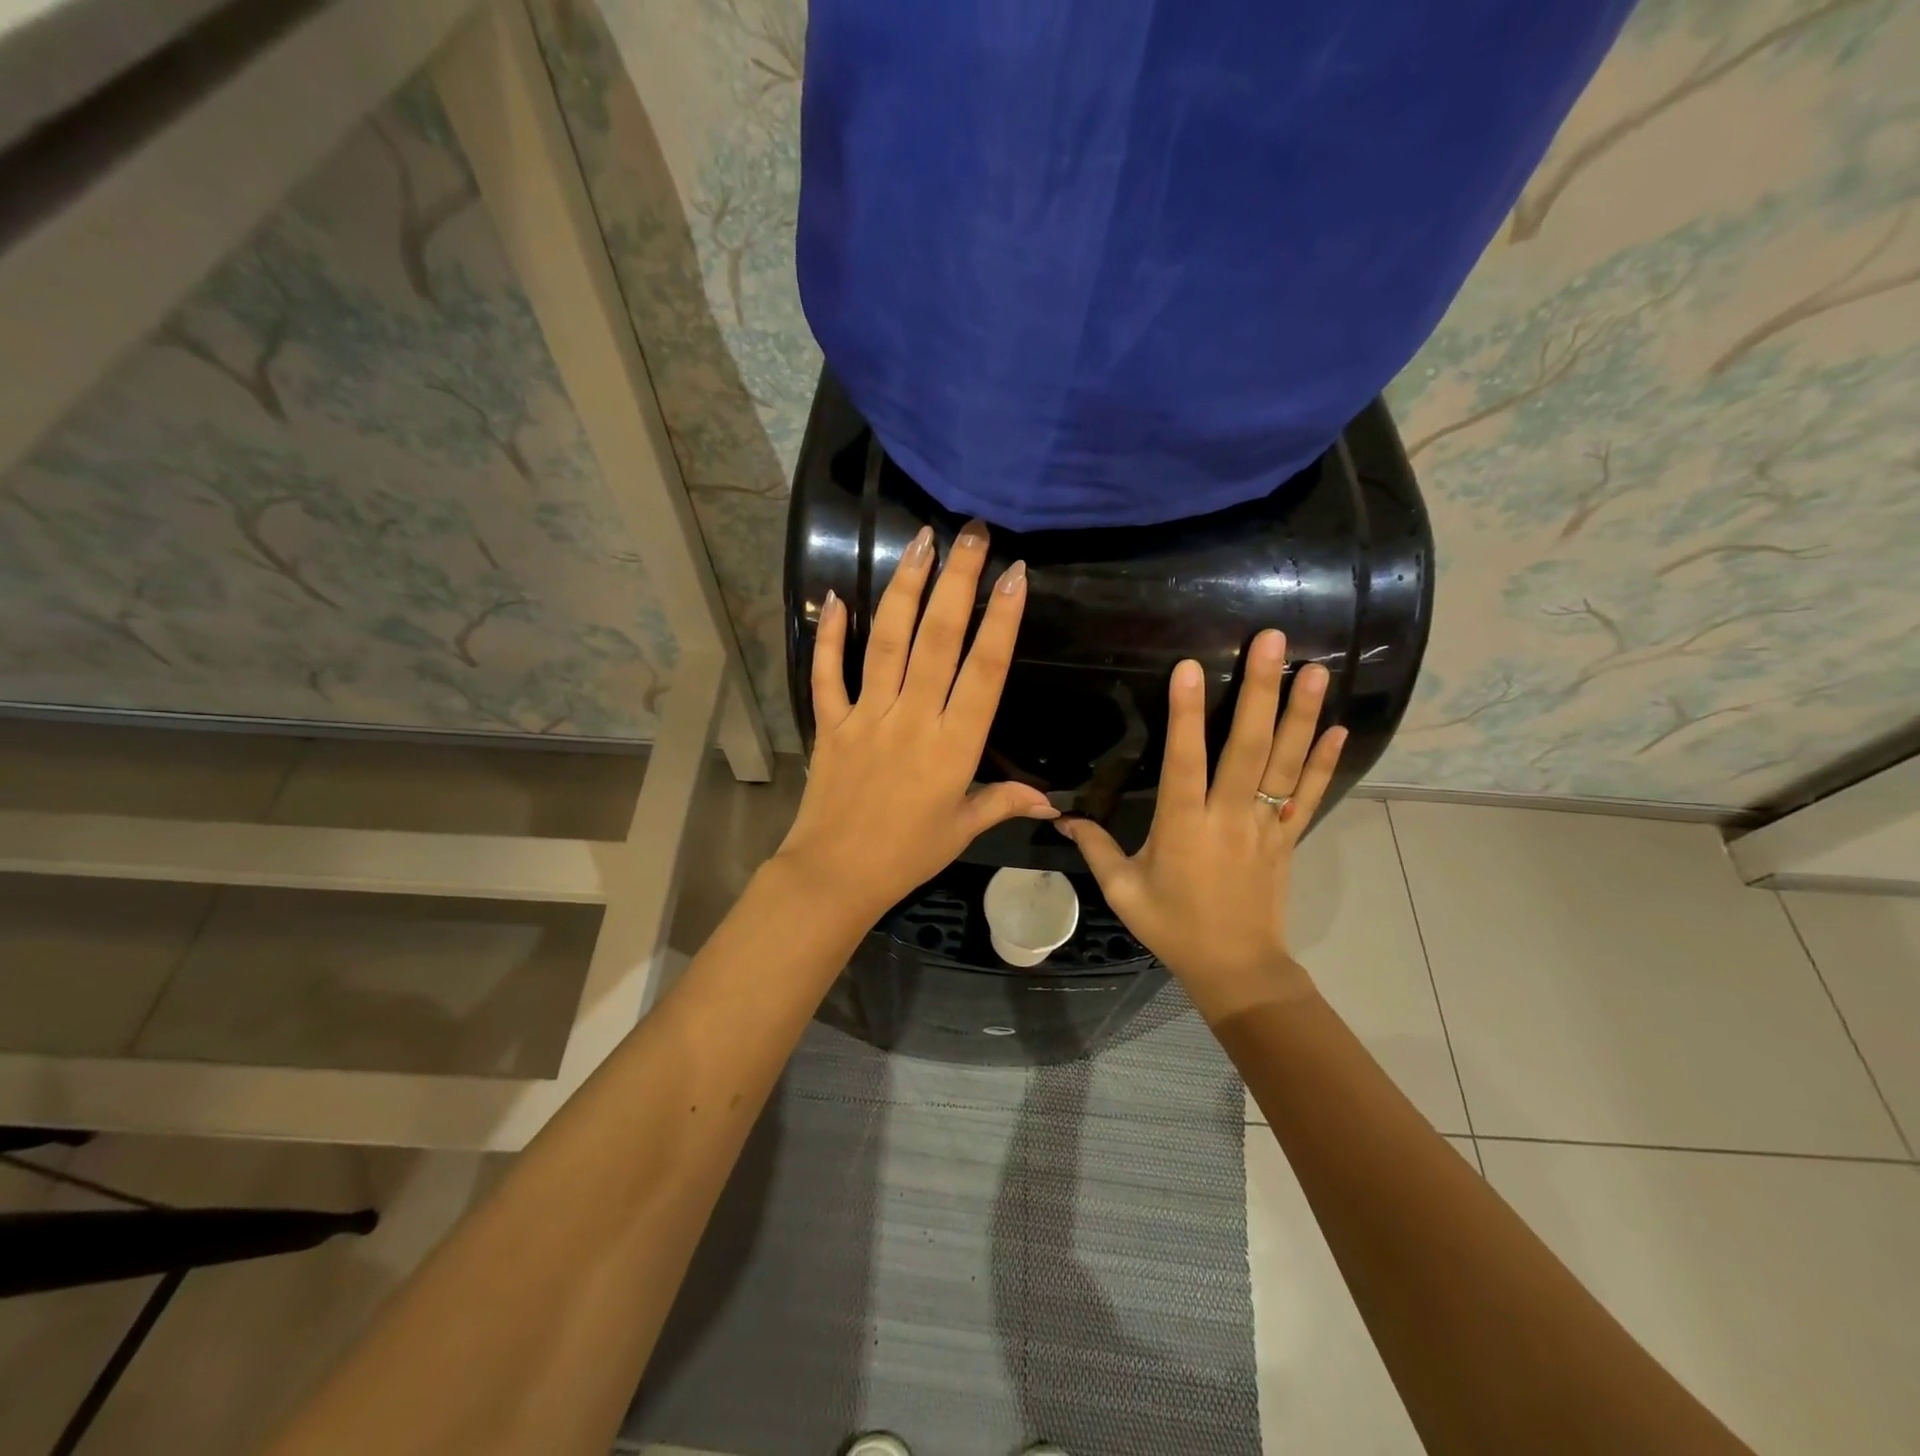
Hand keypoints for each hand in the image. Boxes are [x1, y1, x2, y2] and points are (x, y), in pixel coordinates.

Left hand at [773, 520, 1056, 923]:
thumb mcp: (962, 829)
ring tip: (920, 543)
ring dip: (904, 589)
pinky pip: (828, 675)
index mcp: (954, 746)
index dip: (1001, 621)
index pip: (984, 672)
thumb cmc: (907, 855)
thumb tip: (1054, 802)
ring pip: (886, 643)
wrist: (836, 875)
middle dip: (957, 581)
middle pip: (937, 640)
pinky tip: (834, 597)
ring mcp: (868, 716)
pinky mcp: (831, 723)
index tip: (1014, 575)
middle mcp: (912, 719)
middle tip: (971, 534)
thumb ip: (1004, 802)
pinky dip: (830, 637)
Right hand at [1060, 630, 1346, 1000]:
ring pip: (1285, 763)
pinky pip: (1307, 795)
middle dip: (1260, 692)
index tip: (1191, 667)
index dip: (1187, 714)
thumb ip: (1094, 848)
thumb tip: (1060, 817)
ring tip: (1315, 669)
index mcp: (1184, 826)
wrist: (1236, 967)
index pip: (1185, 761)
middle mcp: (1229, 817)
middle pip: (1248, 747)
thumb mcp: (1122, 891)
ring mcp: (1264, 826)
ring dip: (1300, 714)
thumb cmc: (1173, 927)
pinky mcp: (1286, 838)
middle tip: (1273, 641)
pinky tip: (1336, 727)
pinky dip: (1323, 762)